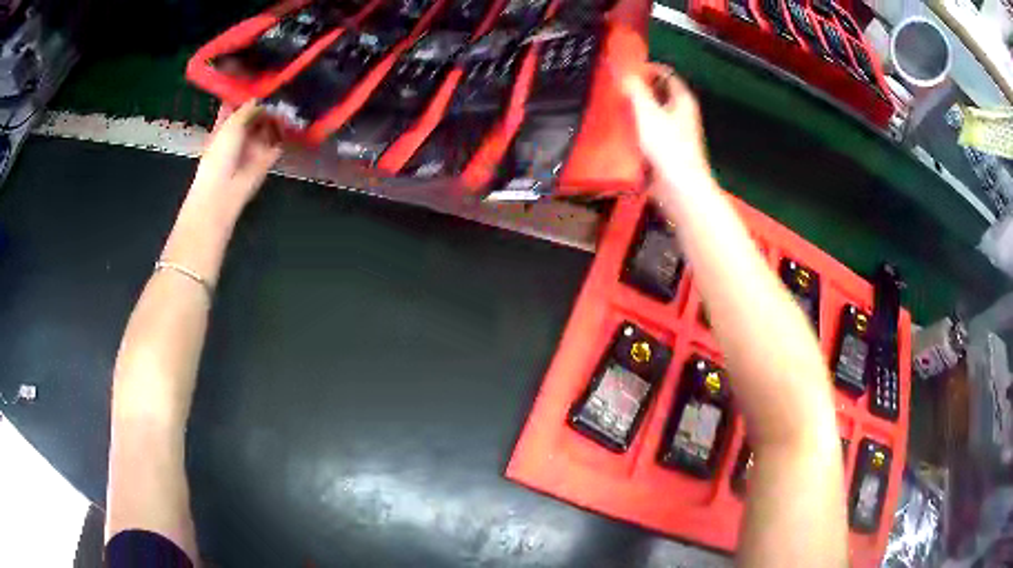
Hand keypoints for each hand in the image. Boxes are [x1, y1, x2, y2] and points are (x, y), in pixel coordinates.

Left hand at [189, 102, 282, 216]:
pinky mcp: (266, 160)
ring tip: (288, 103)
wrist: (223, 191)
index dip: (247, 97)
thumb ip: (246, 110)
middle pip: (255, 117)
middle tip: (279, 91)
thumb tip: (258, 99)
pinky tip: (293, 121)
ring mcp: (254, 148)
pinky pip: (278, 144)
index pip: (237, 108)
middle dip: (266, 106)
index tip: (260, 83)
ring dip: (276, 118)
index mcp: (226, 128)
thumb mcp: (230, 126)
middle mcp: (240, 137)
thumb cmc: (219, 157)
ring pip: (268, 128)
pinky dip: (284, 134)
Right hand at [622, 63, 711, 189]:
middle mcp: (680, 114)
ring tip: (612, 107)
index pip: (666, 74)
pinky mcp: (665, 151)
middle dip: (637, 89)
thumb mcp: (648, 112)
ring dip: (633, 110)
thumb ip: (635, 89)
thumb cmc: (668, 147)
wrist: (678, 188)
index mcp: (682, 100)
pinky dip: (634, 130)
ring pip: (651, 114)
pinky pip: (647, 133)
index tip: (626, 69)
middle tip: (614, 88)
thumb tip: (624, 71)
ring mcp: (674, 133)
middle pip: (657, 93)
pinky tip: (618, 132)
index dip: (647, 68)